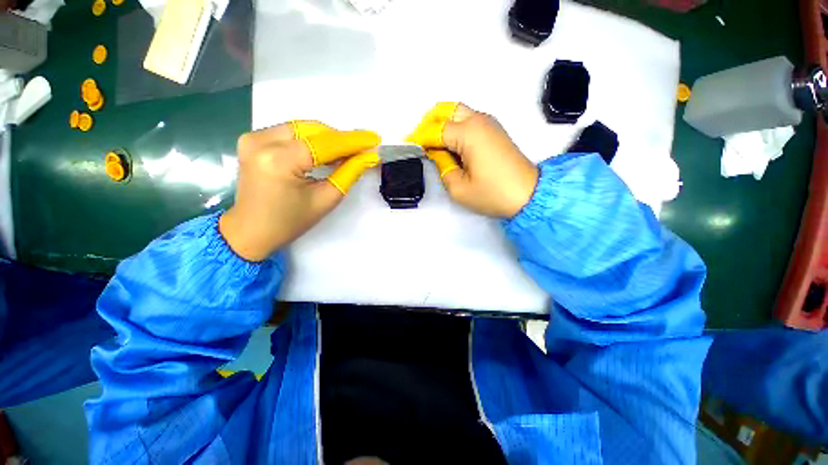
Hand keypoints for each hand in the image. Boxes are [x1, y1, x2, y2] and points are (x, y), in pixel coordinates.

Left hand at [220, 122, 380, 260]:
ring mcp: (253, 138)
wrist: (251, 231)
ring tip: (345, 152)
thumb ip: (348, 173)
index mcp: (279, 161)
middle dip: (340, 139)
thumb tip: (368, 156)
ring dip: (327, 138)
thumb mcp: (326, 199)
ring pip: (302, 128)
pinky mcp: (252, 140)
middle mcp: (262, 141)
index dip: (352, 141)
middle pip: (313, 130)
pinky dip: (310, 139)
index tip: (374, 139)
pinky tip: (323, 151)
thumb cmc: (290, 222)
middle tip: (361, 149)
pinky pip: (289, 132)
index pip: (325, 143)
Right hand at [407, 103, 538, 218]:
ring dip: (442, 123)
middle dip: (429, 123)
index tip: (407, 145)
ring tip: (433, 143)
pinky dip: (455, 126)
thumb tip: (437, 153)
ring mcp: (489, 123)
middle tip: (420, 141)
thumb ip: (443, 167)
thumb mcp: (459, 188)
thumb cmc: (493, 194)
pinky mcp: (495, 130)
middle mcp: (479, 121)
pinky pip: (469, 120)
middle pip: (446, 110)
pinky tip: (451, 143)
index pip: (435, 131)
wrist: (529, 194)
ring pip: (458, 112)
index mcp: (468, 133)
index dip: (419, 138)